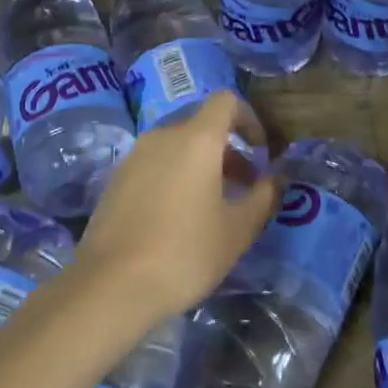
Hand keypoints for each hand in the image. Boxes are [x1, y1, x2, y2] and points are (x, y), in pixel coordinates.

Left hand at [75, 92, 280, 317]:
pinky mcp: (115, 180)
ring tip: (212, 207)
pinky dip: (174, 177)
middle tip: (243, 188)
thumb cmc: (185, 252)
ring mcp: (133, 157)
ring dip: (200, 165)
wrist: (111, 286)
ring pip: (176, 146)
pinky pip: (154, 165)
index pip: (226, 102)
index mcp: (196, 139)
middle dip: (228, 150)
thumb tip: (276, 178)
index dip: (250, 120)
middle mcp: (162, 136)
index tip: (260, 153)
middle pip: (201, 125)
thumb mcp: (238, 230)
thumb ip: (263, 197)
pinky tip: (177, 219)